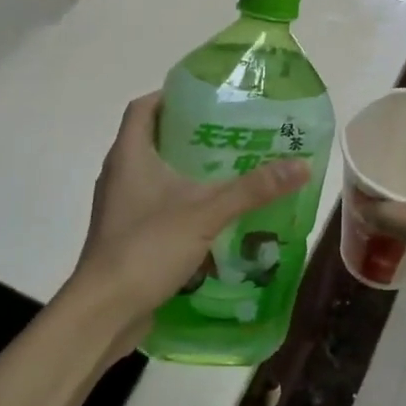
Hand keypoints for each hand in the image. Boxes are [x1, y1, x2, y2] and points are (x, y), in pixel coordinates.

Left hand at [71, 92, 309, 338]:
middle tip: (232, 134)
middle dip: (190, 134)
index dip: (171, 95)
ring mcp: (120, 207)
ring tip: (229, 171)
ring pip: (155, 175)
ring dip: (186, 171)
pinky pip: (155, 205)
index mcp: (129, 155)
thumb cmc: (147, 248)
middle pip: (152, 139)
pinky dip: (181, 202)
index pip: (144, 107)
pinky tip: (212, 215)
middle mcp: (119, 174)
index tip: (208, 97)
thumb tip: (300, 164)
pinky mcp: (126, 234)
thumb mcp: (205, 213)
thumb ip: (252, 189)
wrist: (105, 310)